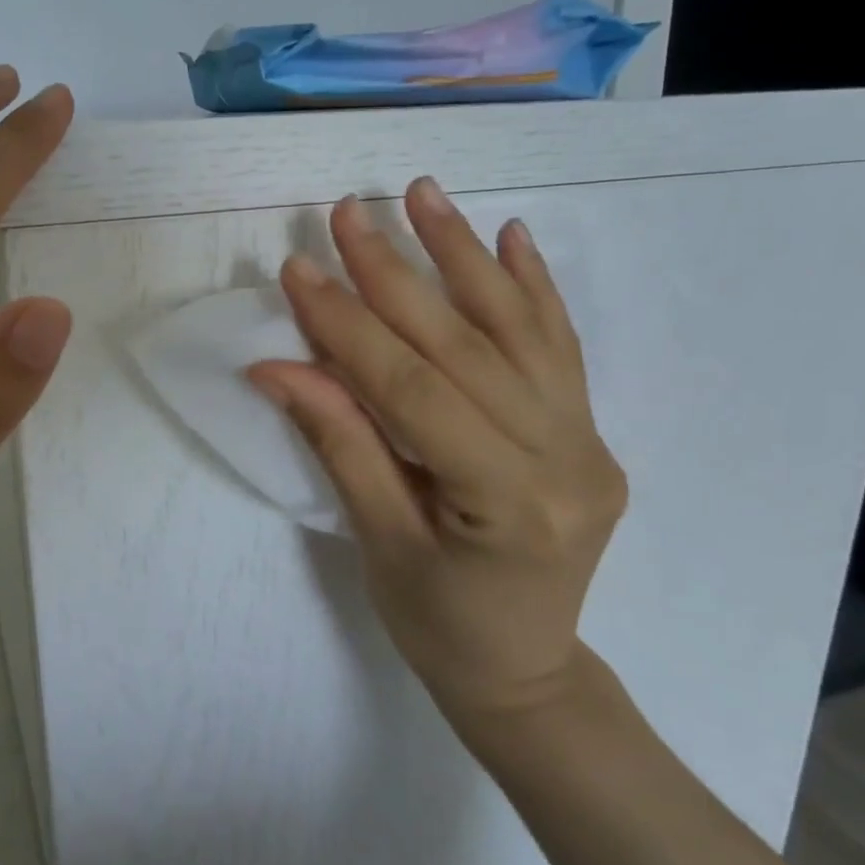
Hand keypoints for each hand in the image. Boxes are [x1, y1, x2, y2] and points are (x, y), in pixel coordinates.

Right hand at [247, 179, 626, 737]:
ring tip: (424, 192)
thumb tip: (276, 367)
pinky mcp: (588, 430)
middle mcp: (563, 458)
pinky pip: (560, 346)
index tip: (299, 270)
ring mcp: (587, 439)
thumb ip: (339, 443)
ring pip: (518, 329)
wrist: (527, 671)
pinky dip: (534, 286)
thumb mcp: (378, 543)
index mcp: (506, 502)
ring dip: (465, 254)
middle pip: (463, 346)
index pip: (412, 390)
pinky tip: (514, 235)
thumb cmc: (440, 625)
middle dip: (396, 273)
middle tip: (347, 214)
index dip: (348, 327)